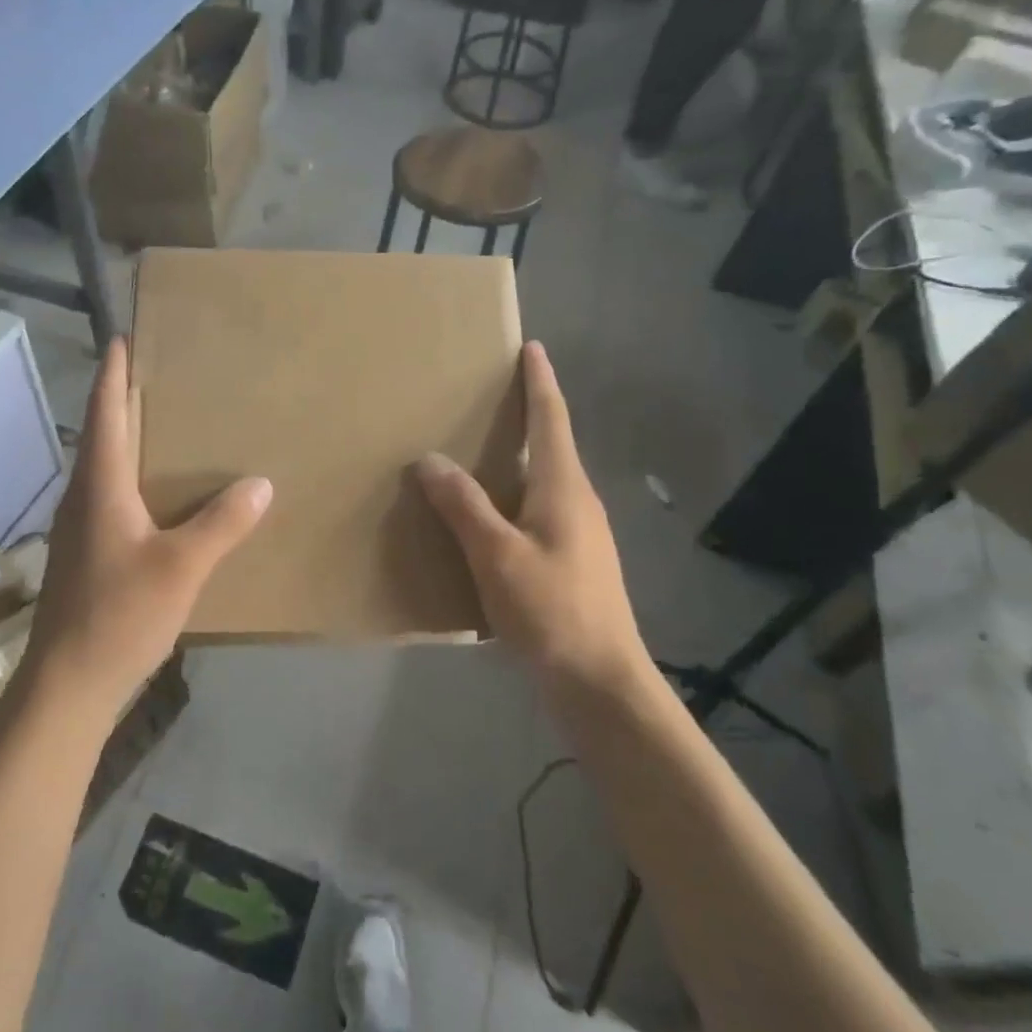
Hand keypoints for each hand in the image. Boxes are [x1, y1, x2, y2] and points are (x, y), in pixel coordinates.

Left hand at [25, 338, 271, 722]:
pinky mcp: (88, 553)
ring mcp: (82, 528)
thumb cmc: (118, 616)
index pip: (105, 413)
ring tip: (171, 425)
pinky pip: (113, 496)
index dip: (114, 374)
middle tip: (166, 374)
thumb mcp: (181, 568)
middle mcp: (84, 497)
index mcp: (100, 486)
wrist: (67, 685)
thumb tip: (261, 483)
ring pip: (107, 467)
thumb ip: (222, 523)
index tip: (124, 338)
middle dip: (127, 399)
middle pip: (104, 434)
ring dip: (131, 439)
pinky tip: (164, 493)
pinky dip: (136, 477)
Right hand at [415, 342, 651, 692]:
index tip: (531, 347)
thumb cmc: (553, 611)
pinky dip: (511, 498)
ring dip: (517, 459)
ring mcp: (579, 535)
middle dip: (526, 414)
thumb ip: (464, 506)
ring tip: (476, 452)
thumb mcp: (497, 556)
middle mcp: (577, 502)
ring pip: (544, 481)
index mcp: (564, 488)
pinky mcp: (571, 563)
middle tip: (487, 395)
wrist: (601, 684)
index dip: (540, 382)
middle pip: (552, 445)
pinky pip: (537, 512)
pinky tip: (485, 518)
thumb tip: (429, 459)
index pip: (551, 418)